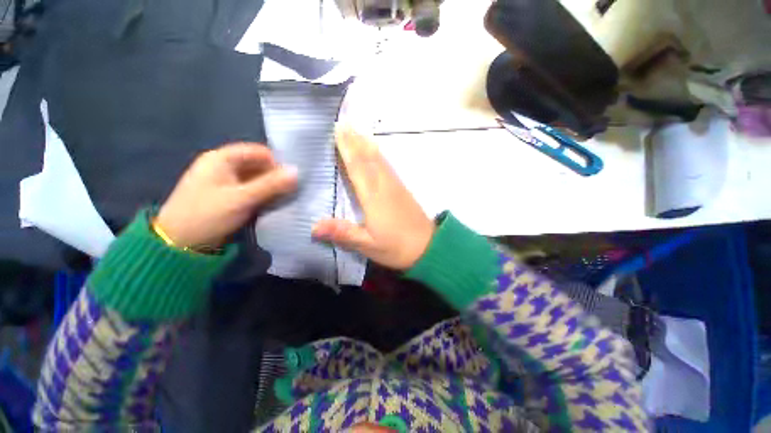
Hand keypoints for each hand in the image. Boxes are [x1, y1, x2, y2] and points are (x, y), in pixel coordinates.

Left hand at [156, 143, 297, 248]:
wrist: (179, 243)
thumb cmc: (208, 215)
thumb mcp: (242, 198)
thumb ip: (271, 184)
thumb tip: (297, 171)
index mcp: (221, 158)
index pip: (258, 151)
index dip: (276, 162)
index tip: (291, 178)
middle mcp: (222, 165)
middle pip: (257, 164)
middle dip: (275, 176)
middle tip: (290, 190)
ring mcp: (224, 181)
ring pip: (255, 178)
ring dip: (270, 186)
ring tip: (284, 197)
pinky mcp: (226, 195)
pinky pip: (250, 189)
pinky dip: (262, 194)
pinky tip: (271, 203)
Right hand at [312, 124, 433, 269]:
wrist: (429, 247)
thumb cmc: (397, 247)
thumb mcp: (368, 245)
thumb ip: (343, 233)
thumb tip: (312, 227)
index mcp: (374, 197)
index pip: (358, 167)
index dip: (347, 148)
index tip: (338, 130)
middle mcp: (384, 186)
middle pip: (368, 158)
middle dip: (355, 140)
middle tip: (343, 123)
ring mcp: (395, 186)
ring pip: (380, 160)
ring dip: (367, 144)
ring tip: (357, 131)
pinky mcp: (402, 190)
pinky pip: (388, 167)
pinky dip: (379, 155)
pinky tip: (377, 153)